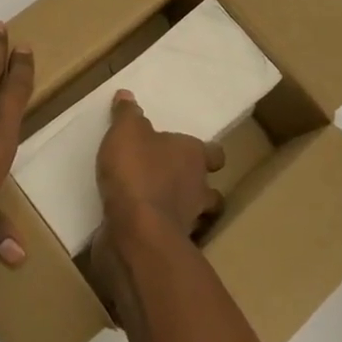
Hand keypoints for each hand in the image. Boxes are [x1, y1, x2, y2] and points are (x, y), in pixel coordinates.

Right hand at [91, 91, 225, 308]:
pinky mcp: (168, 246)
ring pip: (193, 216)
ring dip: (179, 211)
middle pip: (210, 190)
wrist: (136, 232)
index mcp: (194, 156)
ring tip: (155, 204)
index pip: (215, 154)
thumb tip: (127, 95)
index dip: (206, 153)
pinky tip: (137, 225)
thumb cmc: (138, 172)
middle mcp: (198, 189)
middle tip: (173, 180)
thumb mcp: (126, 132)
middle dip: (196, 187)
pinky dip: (157, 231)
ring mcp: (187, 222)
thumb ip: (127, 115)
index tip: (192, 152)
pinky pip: (168, 236)